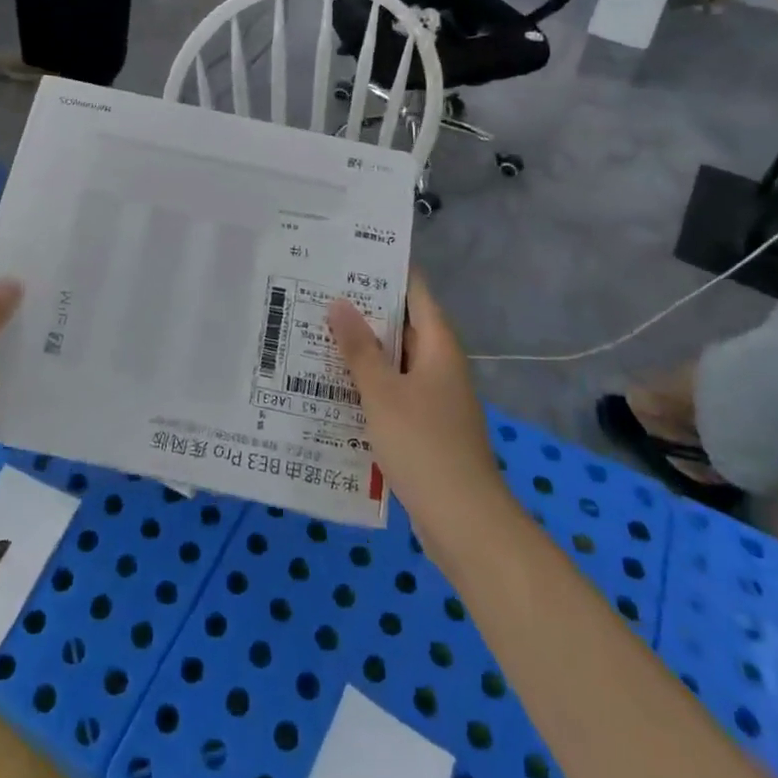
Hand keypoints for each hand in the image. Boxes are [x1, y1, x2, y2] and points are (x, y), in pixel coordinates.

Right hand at [328, 272, 505, 547]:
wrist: (464, 521)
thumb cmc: (424, 445)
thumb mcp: (383, 392)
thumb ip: (359, 348)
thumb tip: (338, 301)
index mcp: (438, 345)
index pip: (415, 291)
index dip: (385, 270)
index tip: (347, 256)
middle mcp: (439, 364)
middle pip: (402, 325)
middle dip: (363, 311)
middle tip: (316, 293)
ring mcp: (434, 396)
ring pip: (394, 361)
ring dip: (361, 351)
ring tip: (314, 333)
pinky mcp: (425, 426)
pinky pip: (393, 391)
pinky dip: (367, 385)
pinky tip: (332, 387)